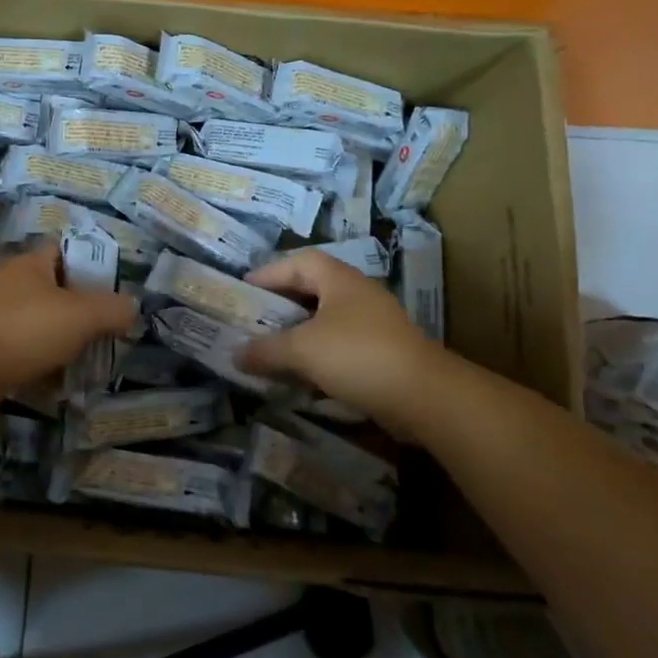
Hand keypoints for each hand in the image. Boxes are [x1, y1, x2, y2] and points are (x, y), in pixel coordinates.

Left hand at [0, 244, 136, 395]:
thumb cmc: (25, 330)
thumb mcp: (81, 316)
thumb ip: (113, 309)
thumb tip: (132, 308)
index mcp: (30, 263)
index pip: (64, 249)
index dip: (90, 263)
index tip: (114, 287)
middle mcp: (11, 283)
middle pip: (55, 289)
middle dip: (81, 309)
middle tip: (107, 329)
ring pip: (40, 322)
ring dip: (62, 339)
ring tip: (88, 357)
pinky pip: (24, 349)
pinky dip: (42, 362)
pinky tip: (58, 380)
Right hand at [238, 248, 449, 431]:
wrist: (423, 395)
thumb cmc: (357, 356)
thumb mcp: (302, 350)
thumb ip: (265, 350)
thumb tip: (235, 354)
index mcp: (338, 279)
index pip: (297, 262)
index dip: (268, 273)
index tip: (243, 290)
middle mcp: (357, 293)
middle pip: (311, 289)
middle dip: (281, 303)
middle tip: (253, 318)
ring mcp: (373, 322)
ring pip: (325, 318)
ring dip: (298, 331)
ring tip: (271, 346)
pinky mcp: (382, 351)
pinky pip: (340, 343)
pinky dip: (317, 352)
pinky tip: (301, 372)